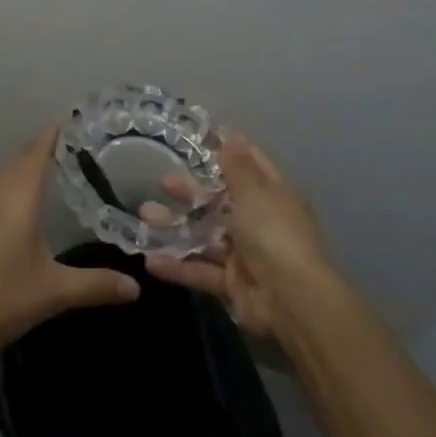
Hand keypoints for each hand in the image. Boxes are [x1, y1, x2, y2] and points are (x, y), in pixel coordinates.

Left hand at [0, 128, 139, 361]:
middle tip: (57, 151)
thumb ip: (94, 286)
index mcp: (17, 197)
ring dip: (12, 176)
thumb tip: (135, 287)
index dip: (51, 136)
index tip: (65, 123)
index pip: (37, 152)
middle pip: (14, 163)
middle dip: (35, 154)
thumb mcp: (52, 293)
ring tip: (31, 182)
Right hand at [145, 132, 329, 336]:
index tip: (201, 136)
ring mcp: (245, 254)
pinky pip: (201, 270)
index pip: (250, 165)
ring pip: (205, 236)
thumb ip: (237, 167)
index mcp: (272, 195)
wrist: (291, 300)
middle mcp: (260, 221)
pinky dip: (177, 267)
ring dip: (175, 227)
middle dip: (191, 191)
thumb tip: (231, 136)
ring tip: (144, 217)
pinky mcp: (232, 284)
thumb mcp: (255, 193)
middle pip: (220, 201)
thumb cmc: (274, 233)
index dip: (229, 150)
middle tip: (163, 181)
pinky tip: (150, 261)